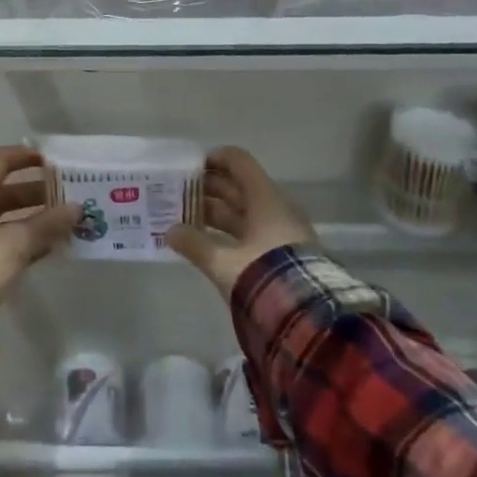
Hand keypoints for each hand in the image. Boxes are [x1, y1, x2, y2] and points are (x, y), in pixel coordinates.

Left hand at [0, 145, 79, 304]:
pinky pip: (5, 241)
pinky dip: (26, 240)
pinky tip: (51, 246)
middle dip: (36, 192)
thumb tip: (77, 208)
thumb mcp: (17, 241)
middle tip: (65, 194)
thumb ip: (48, 223)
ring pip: (7, 218)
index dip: (25, 157)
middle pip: (5, 191)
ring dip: (34, 218)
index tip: (51, 160)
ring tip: (64, 220)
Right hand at [166, 147, 313, 298]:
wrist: (306, 317)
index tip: (190, 167)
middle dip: (208, 188)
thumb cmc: (263, 275)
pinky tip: (208, 241)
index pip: (239, 162)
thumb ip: (195, 245)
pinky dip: (228, 231)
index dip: (215, 159)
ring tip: (185, 217)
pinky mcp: (281, 254)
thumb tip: (170, 232)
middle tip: (179, 193)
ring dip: (216, 212)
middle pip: (239, 187)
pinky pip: (250, 231)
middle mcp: (275, 209)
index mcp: (265, 199)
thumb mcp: (224, 262)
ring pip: (243, 211)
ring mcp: (280, 232)